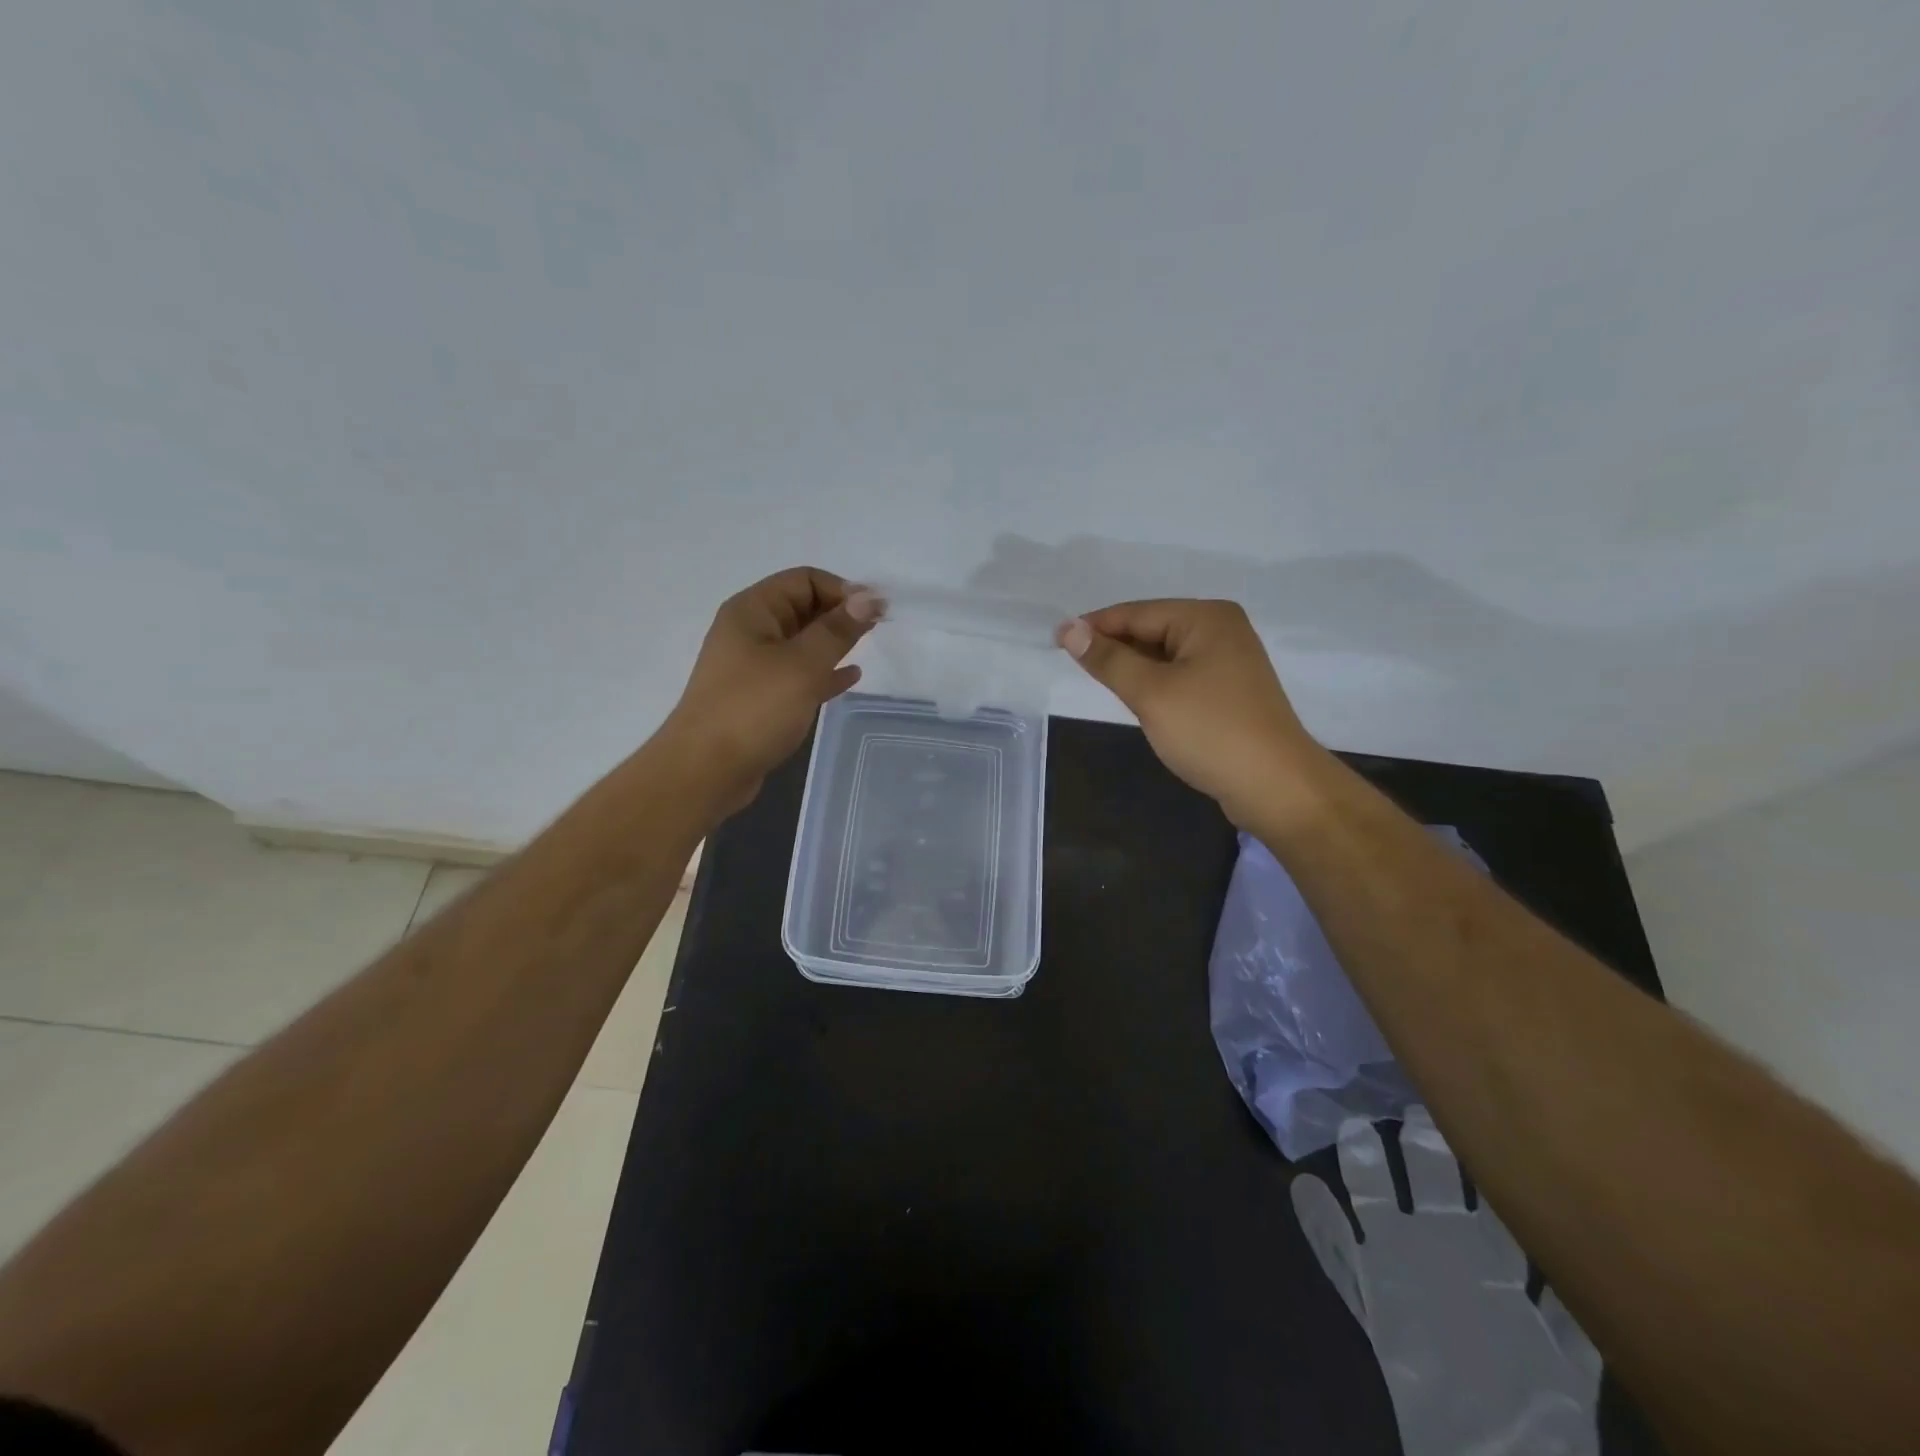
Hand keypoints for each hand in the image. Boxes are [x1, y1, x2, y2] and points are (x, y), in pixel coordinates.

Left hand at [664, 567, 878, 810]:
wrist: (706, 771)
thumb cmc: (753, 709)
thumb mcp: (802, 665)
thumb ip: (837, 630)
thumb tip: (869, 597)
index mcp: (752, 610)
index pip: (804, 580)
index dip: (842, 589)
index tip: (876, 611)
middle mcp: (750, 631)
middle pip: (802, 607)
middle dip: (840, 613)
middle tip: (879, 629)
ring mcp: (753, 666)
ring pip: (801, 642)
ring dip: (834, 642)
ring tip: (868, 648)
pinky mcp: (759, 698)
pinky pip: (798, 674)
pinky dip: (823, 672)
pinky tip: (850, 678)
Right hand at [1057, 599, 1320, 826]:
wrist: (1275, 786)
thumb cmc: (1210, 731)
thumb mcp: (1151, 693)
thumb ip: (1108, 659)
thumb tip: (1068, 629)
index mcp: (1206, 617)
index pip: (1136, 613)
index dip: (1094, 627)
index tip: (1055, 642)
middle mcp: (1221, 629)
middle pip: (1151, 629)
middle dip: (1115, 648)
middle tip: (1074, 669)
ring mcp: (1229, 660)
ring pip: (1164, 655)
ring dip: (1134, 668)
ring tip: (1101, 685)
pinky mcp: (1229, 690)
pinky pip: (1180, 675)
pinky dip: (1155, 684)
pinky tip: (1138, 700)